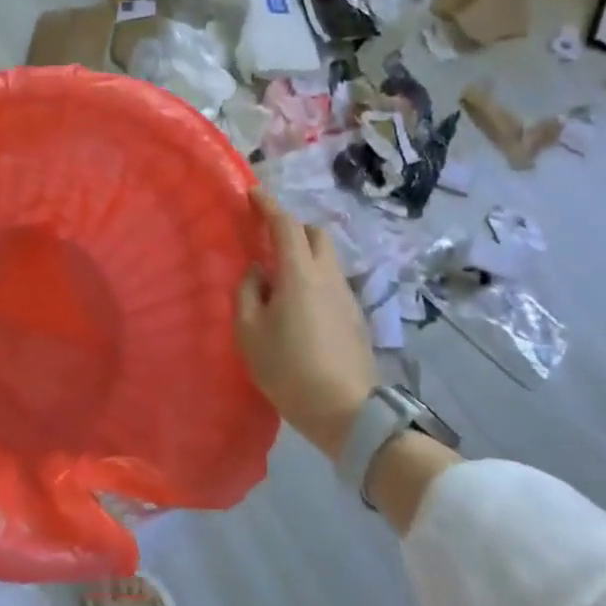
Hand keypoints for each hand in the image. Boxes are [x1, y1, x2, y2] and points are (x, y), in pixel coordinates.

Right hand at [236, 188, 377, 456]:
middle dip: (292, 227)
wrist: (347, 413)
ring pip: (327, 258)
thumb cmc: (289, 369)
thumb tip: (258, 273)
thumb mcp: (250, 333)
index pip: (286, 225)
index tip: (253, 193)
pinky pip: (332, 281)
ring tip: (280, 277)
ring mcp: (347, 296)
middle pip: (315, 234)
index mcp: (300, 274)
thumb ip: (248, 293)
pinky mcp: (356, 317)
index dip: (269, 206)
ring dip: (304, 254)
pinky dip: (314, 277)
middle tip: (267, 240)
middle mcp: (328, 277)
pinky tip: (299, 305)